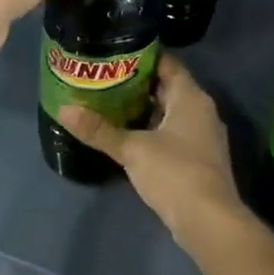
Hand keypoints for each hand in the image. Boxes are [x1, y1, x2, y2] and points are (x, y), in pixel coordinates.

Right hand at [57, 55, 247, 246]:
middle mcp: (201, 111)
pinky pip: (170, 133)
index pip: (167, 62)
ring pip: (168, 112)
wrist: (210, 222)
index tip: (113, 51)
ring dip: (142, 108)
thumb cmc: (175, 173)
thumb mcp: (132, 149)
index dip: (141, 55)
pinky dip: (150, 129)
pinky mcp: (197, 159)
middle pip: (166, 87)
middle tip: (102, 77)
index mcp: (191, 97)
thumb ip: (99, 129)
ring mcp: (201, 136)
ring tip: (107, 102)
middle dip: (136, 82)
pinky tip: (125, 134)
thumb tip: (63, 109)